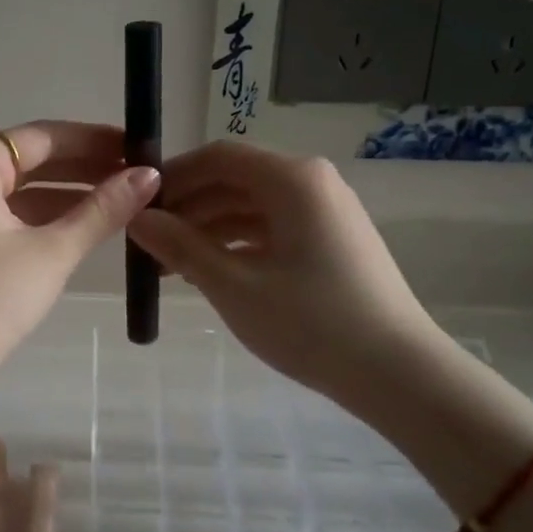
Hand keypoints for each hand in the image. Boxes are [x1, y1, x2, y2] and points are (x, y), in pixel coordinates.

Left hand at [0, 121, 160, 373]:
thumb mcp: (53, 252)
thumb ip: (102, 211)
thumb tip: (149, 176)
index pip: (42, 137)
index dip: (93, 140)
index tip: (137, 147)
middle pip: (30, 161)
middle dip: (83, 167)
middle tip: (136, 175)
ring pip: (20, 191)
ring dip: (67, 195)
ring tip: (120, 202)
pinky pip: (8, 217)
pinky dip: (43, 219)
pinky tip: (81, 229)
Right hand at [127, 141, 441, 409]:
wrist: (397, 373)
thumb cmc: (310, 323)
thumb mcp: (233, 285)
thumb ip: (180, 246)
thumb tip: (137, 218)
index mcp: (292, 180)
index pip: (218, 157)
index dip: (172, 176)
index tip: (135, 205)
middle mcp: (311, 183)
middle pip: (234, 180)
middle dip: (187, 207)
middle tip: (146, 242)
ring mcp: (325, 213)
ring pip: (251, 207)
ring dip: (208, 229)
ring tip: (169, 265)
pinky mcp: (331, 241)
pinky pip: (272, 228)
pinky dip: (236, 244)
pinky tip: (209, 271)